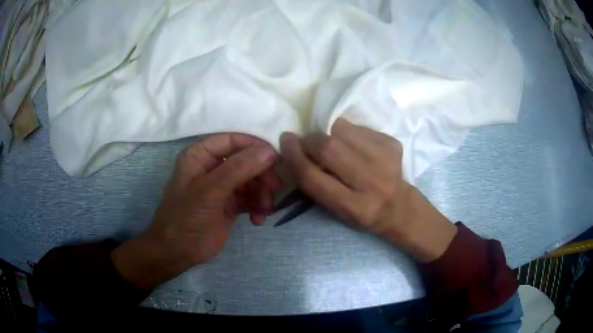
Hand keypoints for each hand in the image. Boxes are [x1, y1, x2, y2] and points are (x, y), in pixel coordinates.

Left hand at [112, 134, 279, 289]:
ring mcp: (221, 186)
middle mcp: (212, 167)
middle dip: (261, 174)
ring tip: (265, 209)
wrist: (178, 252)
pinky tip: (258, 219)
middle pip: (246, 160)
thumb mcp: (210, 191)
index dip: (255, 146)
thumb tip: (269, 151)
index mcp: (200, 155)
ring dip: (262, 193)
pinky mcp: (229, 204)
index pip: (232, 140)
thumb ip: (239, 169)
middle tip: (274, 188)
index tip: (276, 158)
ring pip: (251, 180)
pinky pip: (250, 198)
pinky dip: (258, 206)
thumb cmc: (186, 218)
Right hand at [280, 118, 456, 262]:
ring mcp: (385, 159)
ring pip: (341, 130)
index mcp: (354, 207)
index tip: (285, 140)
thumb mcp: (335, 209)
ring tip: (334, 145)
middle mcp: (372, 182)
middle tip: (307, 142)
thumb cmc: (362, 212)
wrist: (399, 206)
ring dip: (328, 134)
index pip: (313, 177)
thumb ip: (314, 182)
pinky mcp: (392, 143)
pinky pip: (357, 127)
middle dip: (310, 141)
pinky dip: (347, 133)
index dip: (294, 155)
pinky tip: (355, 147)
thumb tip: (296, 147)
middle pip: (328, 148)